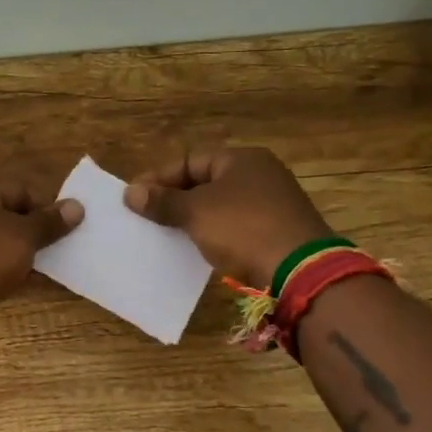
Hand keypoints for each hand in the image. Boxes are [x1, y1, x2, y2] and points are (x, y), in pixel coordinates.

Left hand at [0, 181, 83, 343]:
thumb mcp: (23, 236)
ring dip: (23, 257)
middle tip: (64, 251)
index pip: (19, 192)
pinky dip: (7, 274)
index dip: (46, 209)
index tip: (68, 229)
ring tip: (52, 271)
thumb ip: (49, 223)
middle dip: (35, 235)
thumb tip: (77, 206)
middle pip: (7, 219)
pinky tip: (29, 286)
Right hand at [123, 148, 332, 288]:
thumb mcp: (196, 212)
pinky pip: (234, 228)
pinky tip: (196, 249)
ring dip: (192, 219)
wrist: (301, 272)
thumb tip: (130, 193)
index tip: (133, 198)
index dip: (158, 178)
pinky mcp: (276, 233)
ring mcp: (271, 205)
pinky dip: (213, 235)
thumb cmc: (243, 228)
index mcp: (241, 159)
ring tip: (164, 234)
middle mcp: (260, 175)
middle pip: (204, 182)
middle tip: (145, 216)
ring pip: (219, 207)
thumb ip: (162, 202)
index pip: (189, 160)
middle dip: (173, 199)